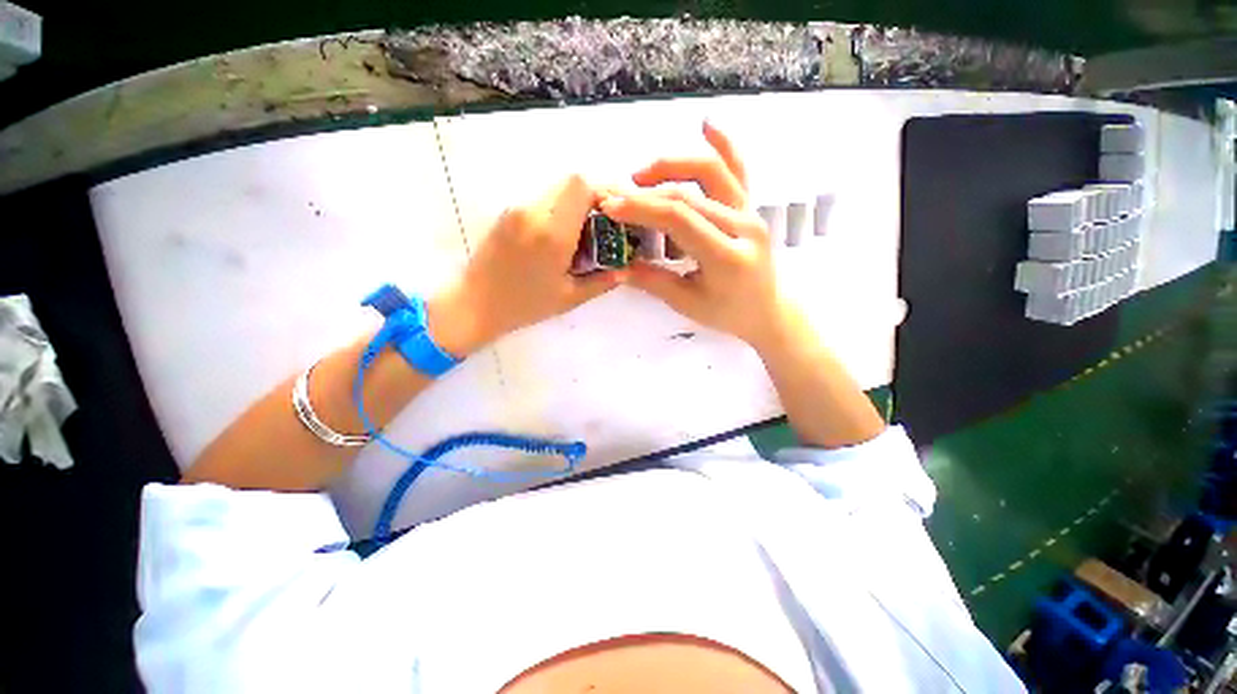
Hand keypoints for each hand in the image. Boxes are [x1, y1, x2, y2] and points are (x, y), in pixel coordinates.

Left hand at [428, 175, 621, 356]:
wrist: (474, 304)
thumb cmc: (524, 306)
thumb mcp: (569, 298)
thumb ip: (602, 281)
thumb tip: (625, 269)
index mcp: (552, 234)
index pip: (582, 185)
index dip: (604, 192)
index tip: (615, 215)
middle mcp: (533, 212)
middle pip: (571, 181)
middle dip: (593, 198)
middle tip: (603, 226)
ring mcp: (517, 209)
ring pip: (556, 190)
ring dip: (575, 205)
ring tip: (582, 236)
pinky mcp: (508, 212)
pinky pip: (542, 201)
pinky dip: (559, 211)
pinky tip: (560, 239)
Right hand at [598, 121, 787, 346]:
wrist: (767, 311)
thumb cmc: (727, 314)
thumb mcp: (687, 304)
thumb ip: (653, 282)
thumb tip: (619, 267)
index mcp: (727, 257)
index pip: (680, 220)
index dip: (643, 209)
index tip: (612, 207)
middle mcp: (743, 227)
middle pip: (689, 196)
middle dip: (647, 193)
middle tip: (616, 197)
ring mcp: (750, 212)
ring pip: (712, 173)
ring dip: (673, 165)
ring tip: (642, 175)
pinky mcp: (751, 207)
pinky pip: (738, 171)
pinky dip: (724, 146)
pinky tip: (707, 125)